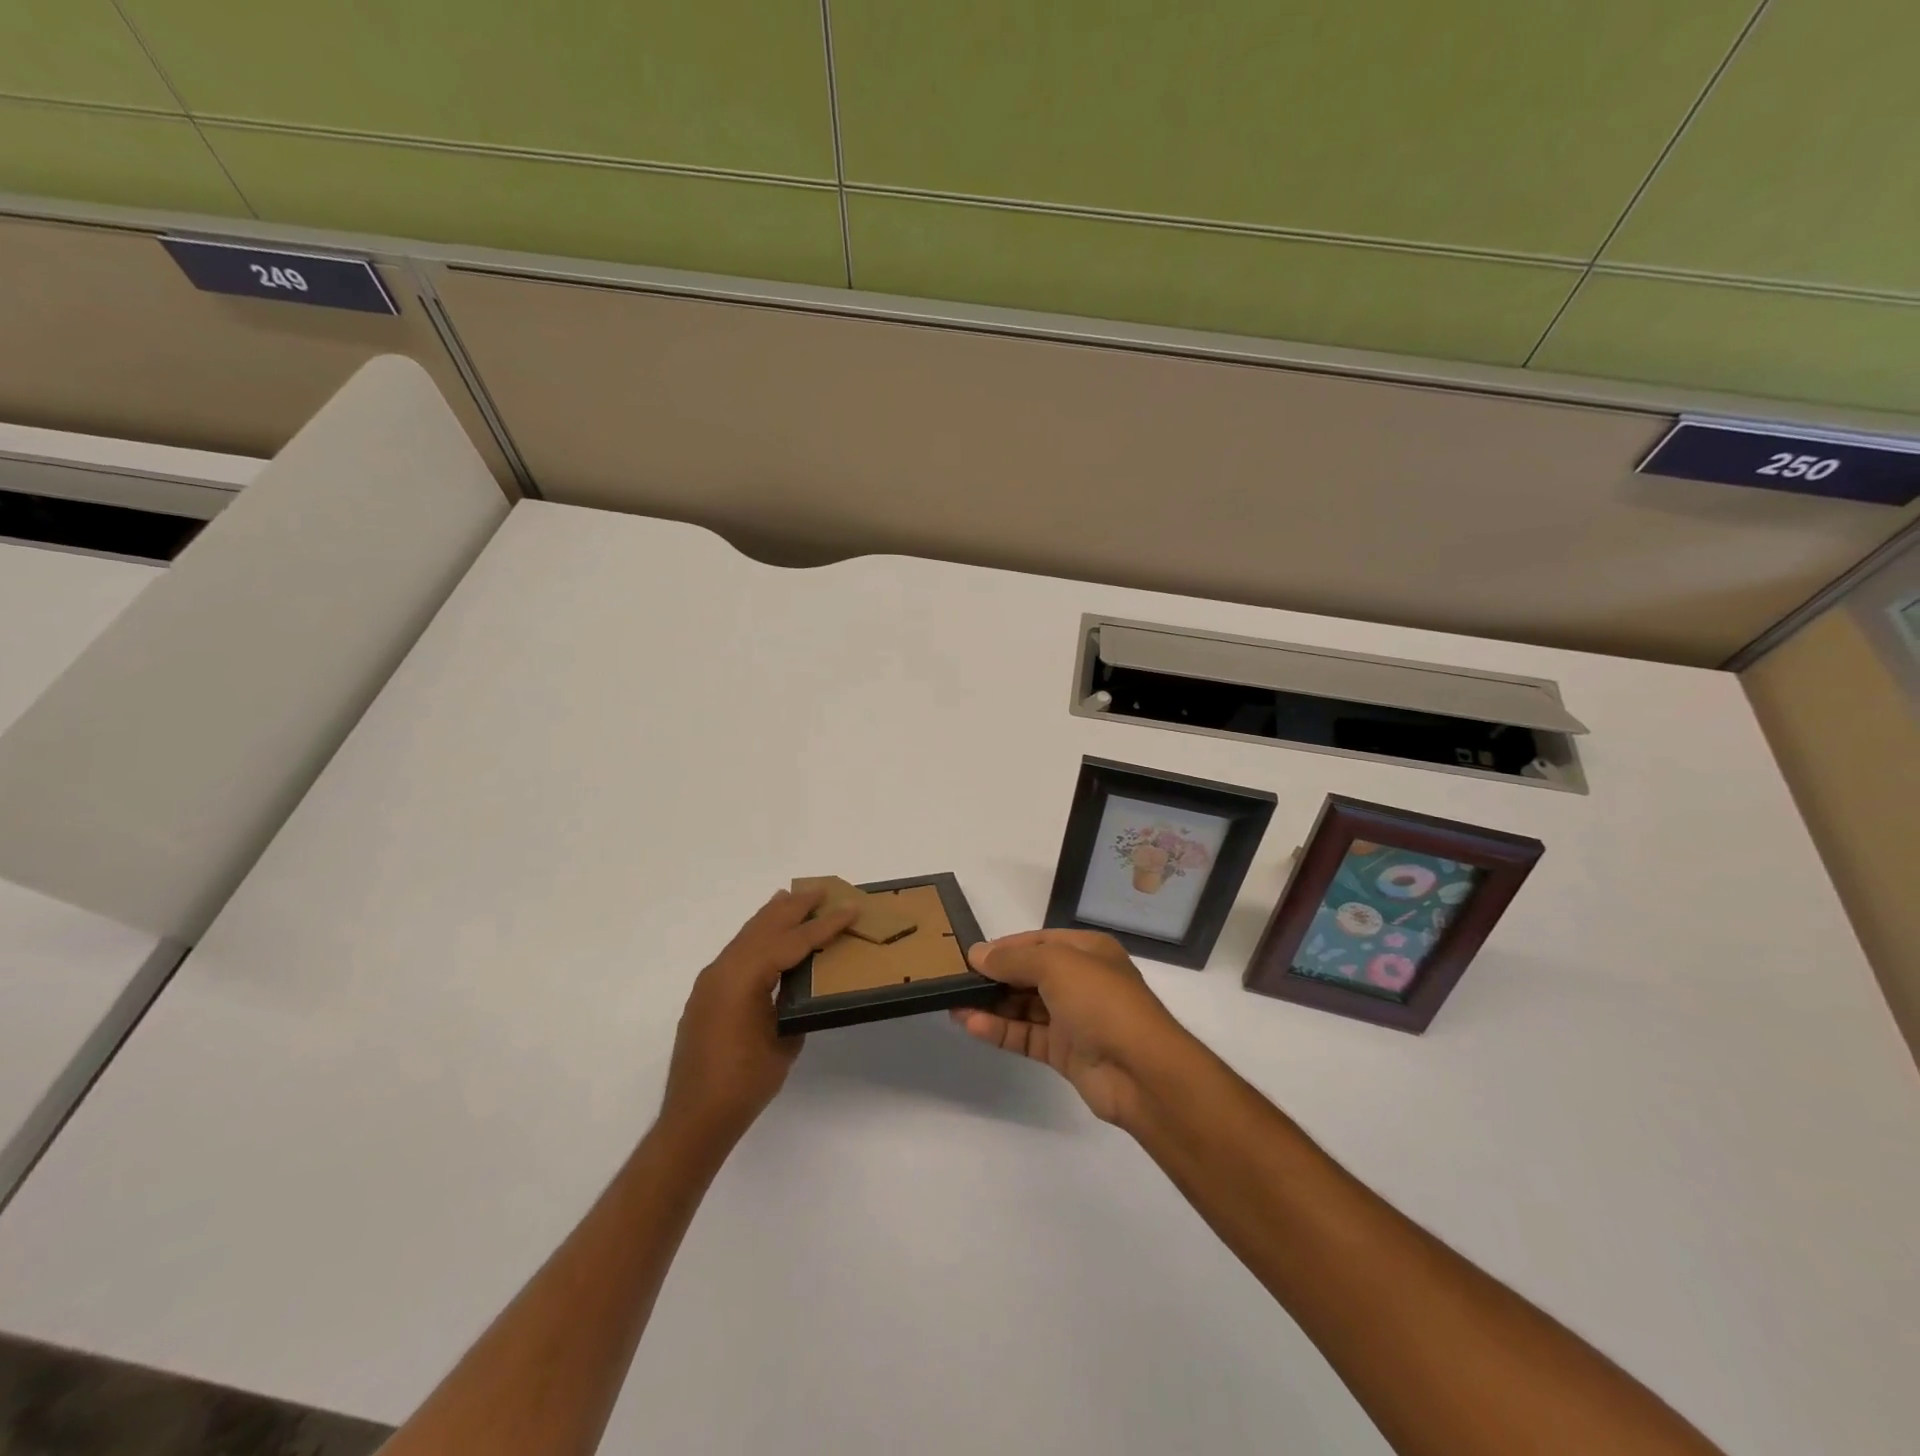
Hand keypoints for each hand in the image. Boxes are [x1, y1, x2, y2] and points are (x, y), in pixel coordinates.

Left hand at [661, 889, 855, 1146]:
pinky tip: (767, 938)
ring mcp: (710, 981)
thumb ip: (794, 1005)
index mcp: (744, 977)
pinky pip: (736, 953)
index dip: (824, 925)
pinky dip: (757, 937)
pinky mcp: (706, 995)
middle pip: (764, 927)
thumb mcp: (784, 1040)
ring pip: (747, 936)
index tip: (850, 909)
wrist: (694, 1119)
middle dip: (794, 907)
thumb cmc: (745, 1083)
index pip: (792, 941)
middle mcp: (723, 970)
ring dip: (772, 917)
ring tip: (792, 898)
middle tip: (822, 890)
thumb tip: (800, 988)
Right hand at [951, 929, 1191, 1125]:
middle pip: (1029, 973)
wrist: (1141, 1071)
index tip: (969, 955)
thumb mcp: (1056, 964)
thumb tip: (977, 953)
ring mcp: (1073, 1018)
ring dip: (991, 1004)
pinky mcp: (1065, 1052)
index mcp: (1087, 951)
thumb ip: (1014, 958)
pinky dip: (999, 1030)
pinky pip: (1026, 1035)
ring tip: (953, 1003)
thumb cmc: (1101, 1002)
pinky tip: (970, 1025)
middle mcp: (1081, 980)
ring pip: (1024, 1006)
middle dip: (994, 976)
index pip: (1038, 941)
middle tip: (955, 980)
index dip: (1005, 947)